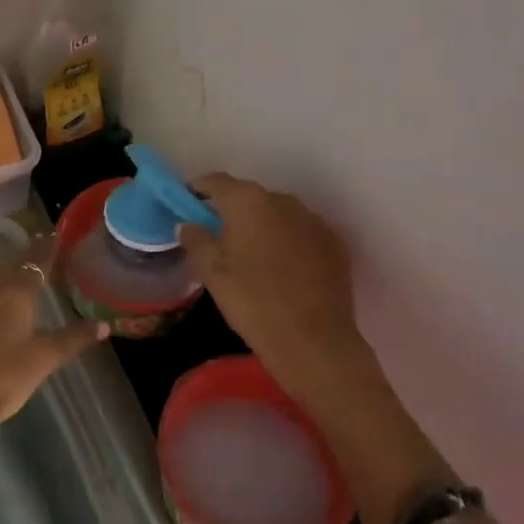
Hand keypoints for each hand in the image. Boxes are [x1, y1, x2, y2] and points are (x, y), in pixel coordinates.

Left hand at [0, 239, 107, 443]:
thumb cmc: (5, 378)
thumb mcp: (45, 358)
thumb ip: (74, 338)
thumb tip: (104, 325)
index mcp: (14, 293)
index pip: (35, 262)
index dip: (47, 249)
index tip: (56, 236)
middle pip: (10, 266)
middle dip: (26, 258)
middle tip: (40, 253)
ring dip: (4, 273)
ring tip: (18, 276)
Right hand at [178, 174, 379, 408]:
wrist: (314, 342)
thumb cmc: (253, 303)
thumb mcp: (212, 274)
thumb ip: (196, 241)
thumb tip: (189, 224)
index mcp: (249, 201)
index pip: (217, 181)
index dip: (199, 190)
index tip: (188, 205)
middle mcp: (284, 200)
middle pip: (250, 197)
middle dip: (232, 212)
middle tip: (219, 239)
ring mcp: (314, 220)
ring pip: (279, 214)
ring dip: (263, 227)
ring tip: (254, 257)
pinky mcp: (335, 243)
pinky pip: (303, 233)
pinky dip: (289, 242)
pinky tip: (284, 270)